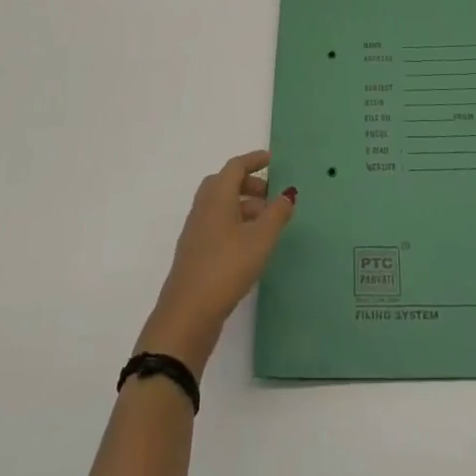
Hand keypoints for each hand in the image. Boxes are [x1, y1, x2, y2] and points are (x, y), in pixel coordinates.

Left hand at [136, 150, 296, 375]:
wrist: (187, 314)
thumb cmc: (226, 267)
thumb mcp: (260, 239)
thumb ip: (277, 214)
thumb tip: (288, 193)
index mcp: (217, 196)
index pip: (235, 167)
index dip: (254, 160)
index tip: (272, 160)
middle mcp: (203, 208)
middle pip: (224, 184)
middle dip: (248, 184)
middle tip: (270, 195)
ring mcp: (196, 231)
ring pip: (220, 206)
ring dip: (243, 206)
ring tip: (266, 224)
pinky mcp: (195, 253)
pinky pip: (216, 224)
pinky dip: (234, 223)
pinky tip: (249, 245)